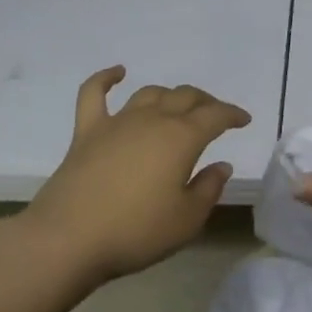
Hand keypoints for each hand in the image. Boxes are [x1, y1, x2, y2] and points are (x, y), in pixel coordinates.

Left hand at [23, 66, 250, 280]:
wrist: (68, 239)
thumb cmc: (136, 231)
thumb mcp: (187, 220)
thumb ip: (208, 189)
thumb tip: (221, 165)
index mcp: (182, 138)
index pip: (215, 116)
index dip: (232, 115)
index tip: (244, 120)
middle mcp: (152, 120)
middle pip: (185, 98)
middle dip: (205, 102)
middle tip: (215, 115)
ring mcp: (117, 122)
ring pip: (150, 94)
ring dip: (169, 95)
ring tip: (178, 105)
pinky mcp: (87, 132)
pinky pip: (95, 93)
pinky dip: (106, 78)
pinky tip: (118, 72)